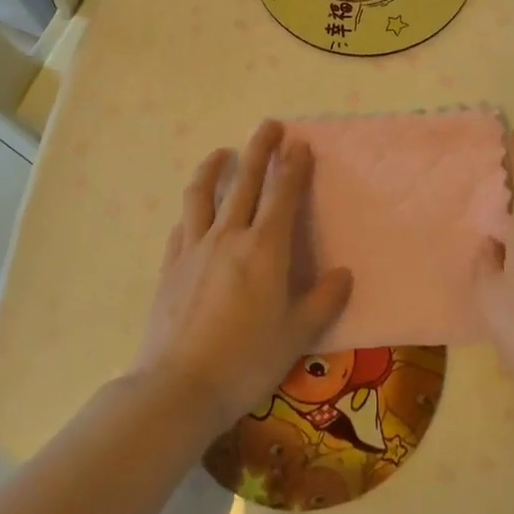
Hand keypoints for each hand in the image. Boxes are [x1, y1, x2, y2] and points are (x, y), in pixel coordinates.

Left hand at [133, 121, 352, 434]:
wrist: (179, 387)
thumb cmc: (246, 361)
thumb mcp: (297, 335)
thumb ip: (323, 300)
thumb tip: (343, 274)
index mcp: (264, 248)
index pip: (283, 194)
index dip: (293, 165)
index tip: (299, 143)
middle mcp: (229, 236)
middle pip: (245, 179)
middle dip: (259, 148)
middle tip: (269, 125)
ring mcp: (194, 247)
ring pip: (203, 193)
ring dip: (214, 166)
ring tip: (222, 151)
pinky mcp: (170, 265)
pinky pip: (182, 224)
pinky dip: (192, 209)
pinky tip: (194, 211)